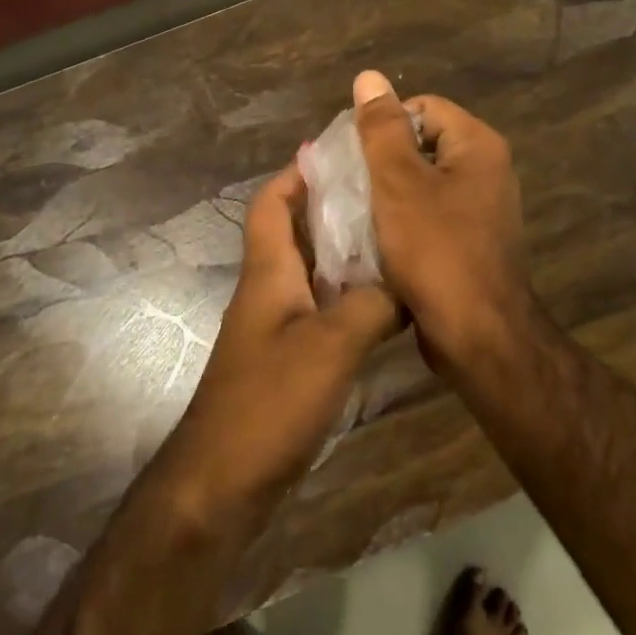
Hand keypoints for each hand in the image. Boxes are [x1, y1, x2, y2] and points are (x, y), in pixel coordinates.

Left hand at [164, 163, 401, 532]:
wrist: (225, 479)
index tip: (338, 155)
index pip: (271, 203)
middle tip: (385, 196)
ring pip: (315, 273)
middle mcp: (270, 290)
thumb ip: (372, 306)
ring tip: (396, 240)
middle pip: (296, 232)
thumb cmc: (270, 400)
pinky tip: (389, 304)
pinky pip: (324, 311)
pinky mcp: (290, 359)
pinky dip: (352, 299)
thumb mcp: (330, 344)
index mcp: (268, 272)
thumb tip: (410, 283)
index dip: (296, 173)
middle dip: (333, 208)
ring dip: (347, 255)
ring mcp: (278, 326)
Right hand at [352, 70, 534, 373]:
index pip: (422, 108)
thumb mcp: (398, 182)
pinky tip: (374, 237)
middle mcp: (487, 170)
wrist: (476, 334)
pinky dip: (401, 220)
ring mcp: (480, 209)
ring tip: (354, 211)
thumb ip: (381, 128)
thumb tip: (369, 77)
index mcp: (478, 145)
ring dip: (387, 194)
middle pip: (422, 144)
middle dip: (382, 162)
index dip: (384, 125)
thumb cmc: (436, 250)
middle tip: (348, 184)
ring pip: (421, 183)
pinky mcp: (469, 242)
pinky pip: (428, 215)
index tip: (353, 155)